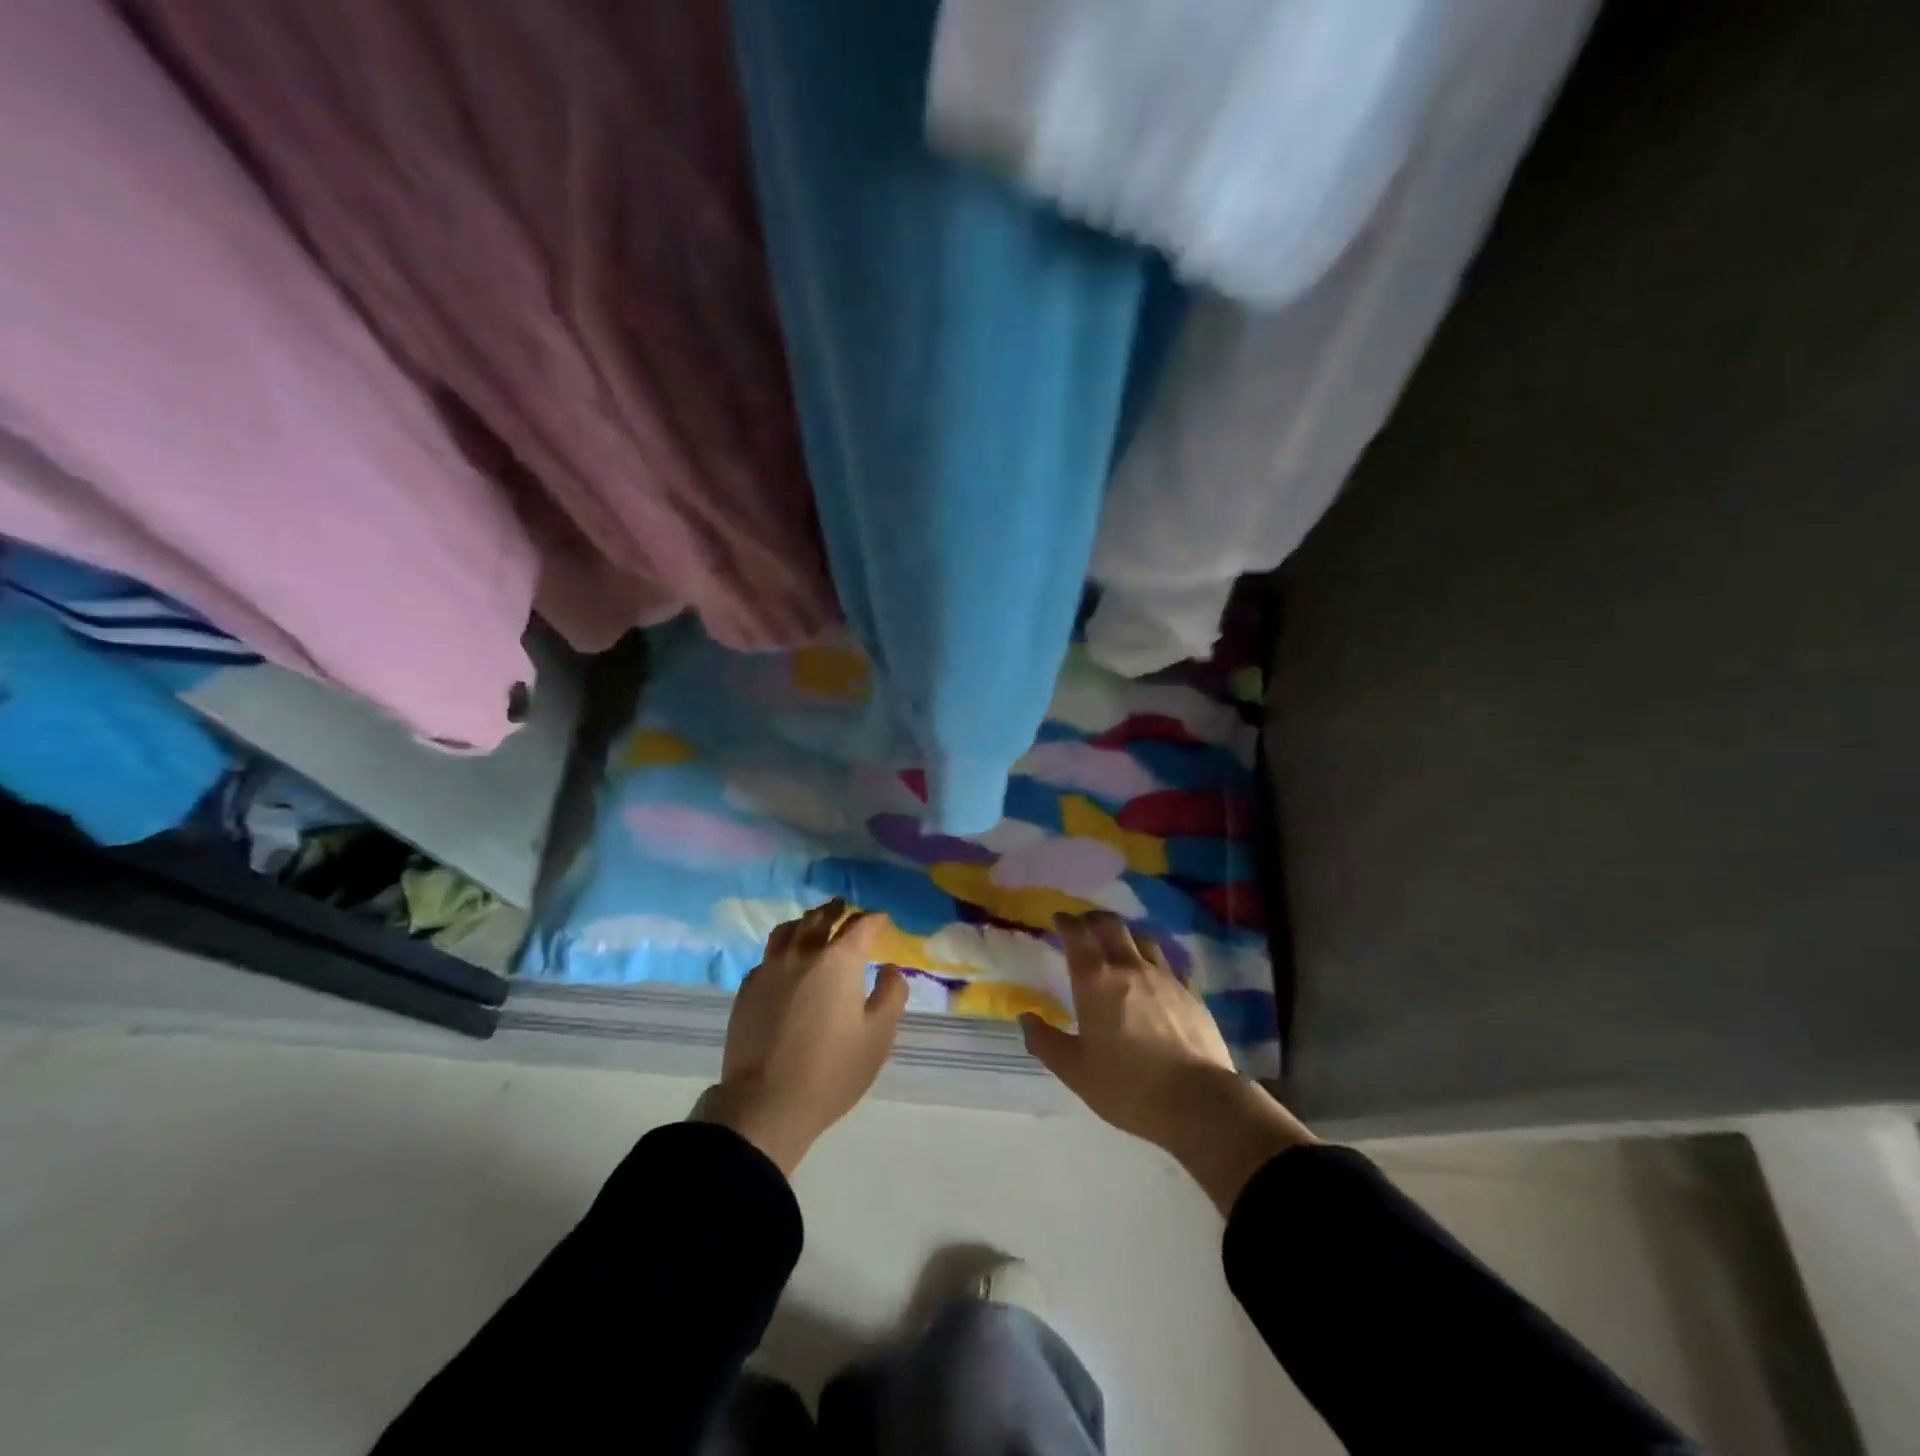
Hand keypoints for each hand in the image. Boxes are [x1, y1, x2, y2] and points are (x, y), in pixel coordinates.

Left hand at [692, 900, 907, 1176]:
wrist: (764, 1104)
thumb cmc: (831, 1071)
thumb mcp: (878, 1037)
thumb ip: (891, 995)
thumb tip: (890, 969)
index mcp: (838, 961)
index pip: (860, 926)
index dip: (874, 920)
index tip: (882, 920)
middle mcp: (802, 954)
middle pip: (820, 918)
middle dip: (837, 910)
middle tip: (846, 908)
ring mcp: (769, 969)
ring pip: (788, 930)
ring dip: (806, 922)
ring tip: (813, 924)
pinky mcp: (747, 989)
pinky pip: (768, 956)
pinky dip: (782, 949)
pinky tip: (785, 962)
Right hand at [1021, 912, 1316, 1212]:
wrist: (1198, 1101)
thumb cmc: (1128, 1087)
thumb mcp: (1075, 1071)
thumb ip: (1045, 1042)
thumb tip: (1025, 1017)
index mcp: (1095, 981)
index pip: (1077, 934)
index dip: (1066, 921)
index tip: (1058, 918)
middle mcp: (1129, 967)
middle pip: (1110, 925)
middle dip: (1093, 919)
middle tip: (1084, 925)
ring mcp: (1164, 976)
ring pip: (1142, 937)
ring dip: (1125, 935)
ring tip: (1118, 945)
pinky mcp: (1190, 991)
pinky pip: (1168, 962)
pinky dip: (1153, 959)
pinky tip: (1153, 974)